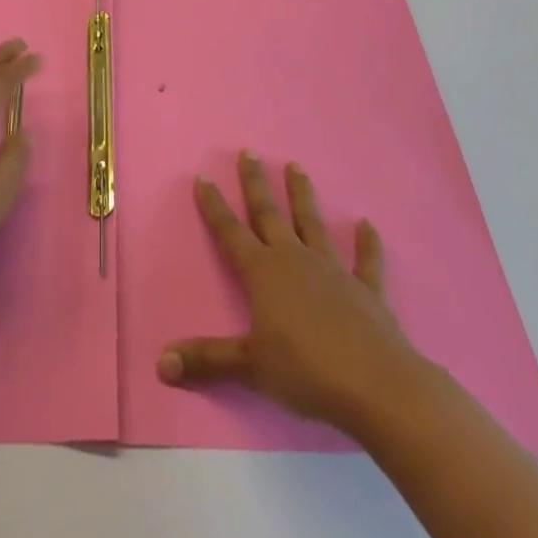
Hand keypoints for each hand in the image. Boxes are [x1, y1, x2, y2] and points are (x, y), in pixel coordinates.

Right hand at [158, 150, 425, 434]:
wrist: (376, 385)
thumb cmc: (306, 371)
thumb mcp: (250, 368)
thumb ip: (208, 361)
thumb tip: (161, 362)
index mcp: (264, 273)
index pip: (231, 232)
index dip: (215, 206)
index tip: (204, 177)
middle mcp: (295, 260)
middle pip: (270, 215)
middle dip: (256, 183)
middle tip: (249, 152)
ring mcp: (333, 271)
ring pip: (313, 224)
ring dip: (303, 195)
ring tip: (296, 166)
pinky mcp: (366, 289)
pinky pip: (365, 261)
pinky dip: (367, 243)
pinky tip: (367, 225)